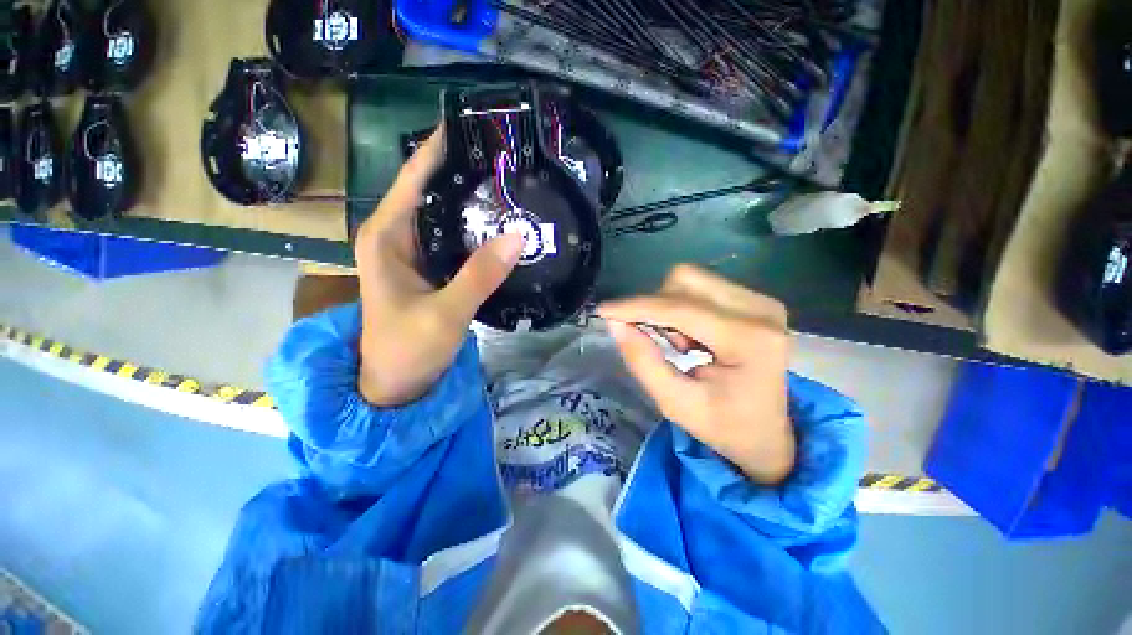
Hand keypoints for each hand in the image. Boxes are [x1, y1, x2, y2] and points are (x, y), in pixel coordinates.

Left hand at [354, 126, 524, 406]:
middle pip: (432, 191)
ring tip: (512, 187)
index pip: (415, 177)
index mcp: (386, 235)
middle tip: (509, 160)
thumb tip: (518, 235)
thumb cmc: (407, 350)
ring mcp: (413, 252)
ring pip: (445, 215)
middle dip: (466, 174)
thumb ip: (481, 274)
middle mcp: (396, 235)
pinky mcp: (428, 268)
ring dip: (474, 203)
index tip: (476, 126)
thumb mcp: (446, 312)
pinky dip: (475, 230)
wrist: (395, 385)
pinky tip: (500, 227)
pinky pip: (453, 238)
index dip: (442, 149)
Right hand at [598, 265, 795, 485]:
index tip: (604, 311)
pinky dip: (683, 309)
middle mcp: (761, 311)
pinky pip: (702, 288)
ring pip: (691, 280)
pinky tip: (692, 338)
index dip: (637, 306)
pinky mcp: (756, 301)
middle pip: (685, 281)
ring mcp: (762, 302)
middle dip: (655, 307)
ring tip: (679, 345)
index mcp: (750, 340)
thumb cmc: (724, 427)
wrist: (767, 435)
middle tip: (655, 341)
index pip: (680, 308)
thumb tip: (615, 323)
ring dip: (669, 309)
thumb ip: (643, 362)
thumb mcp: (675, 403)